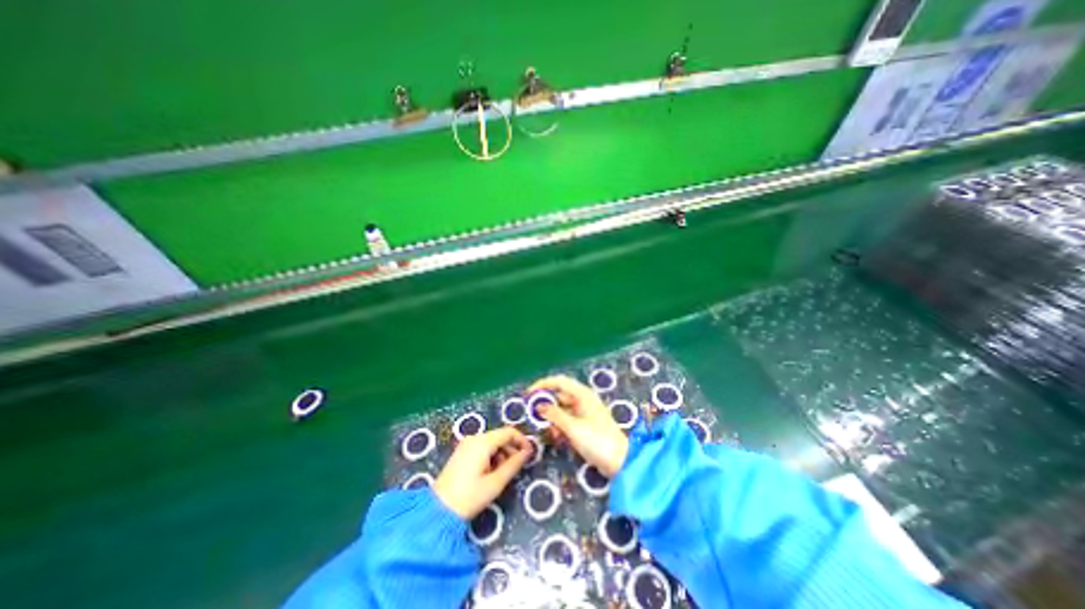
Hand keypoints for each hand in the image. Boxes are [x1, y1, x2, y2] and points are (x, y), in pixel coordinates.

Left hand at [433, 429, 531, 517]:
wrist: (437, 511)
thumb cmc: (469, 497)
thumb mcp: (495, 483)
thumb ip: (513, 465)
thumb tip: (527, 452)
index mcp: (482, 442)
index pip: (509, 432)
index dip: (522, 440)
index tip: (530, 454)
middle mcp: (474, 438)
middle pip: (500, 436)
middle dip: (512, 448)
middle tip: (518, 466)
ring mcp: (466, 444)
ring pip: (492, 442)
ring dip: (502, 453)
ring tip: (504, 473)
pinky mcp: (462, 452)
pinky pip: (483, 447)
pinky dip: (492, 456)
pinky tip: (491, 472)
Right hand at [527, 374, 627, 476]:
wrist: (620, 462)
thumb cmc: (597, 441)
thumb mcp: (573, 428)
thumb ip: (555, 415)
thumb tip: (539, 406)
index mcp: (583, 395)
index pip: (559, 381)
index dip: (543, 384)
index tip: (528, 394)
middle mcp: (583, 400)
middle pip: (559, 396)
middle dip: (546, 405)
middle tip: (533, 415)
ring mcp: (584, 413)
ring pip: (562, 409)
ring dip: (553, 419)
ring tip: (548, 432)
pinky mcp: (584, 425)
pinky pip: (567, 420)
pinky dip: (560, 426)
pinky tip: (556, 437)